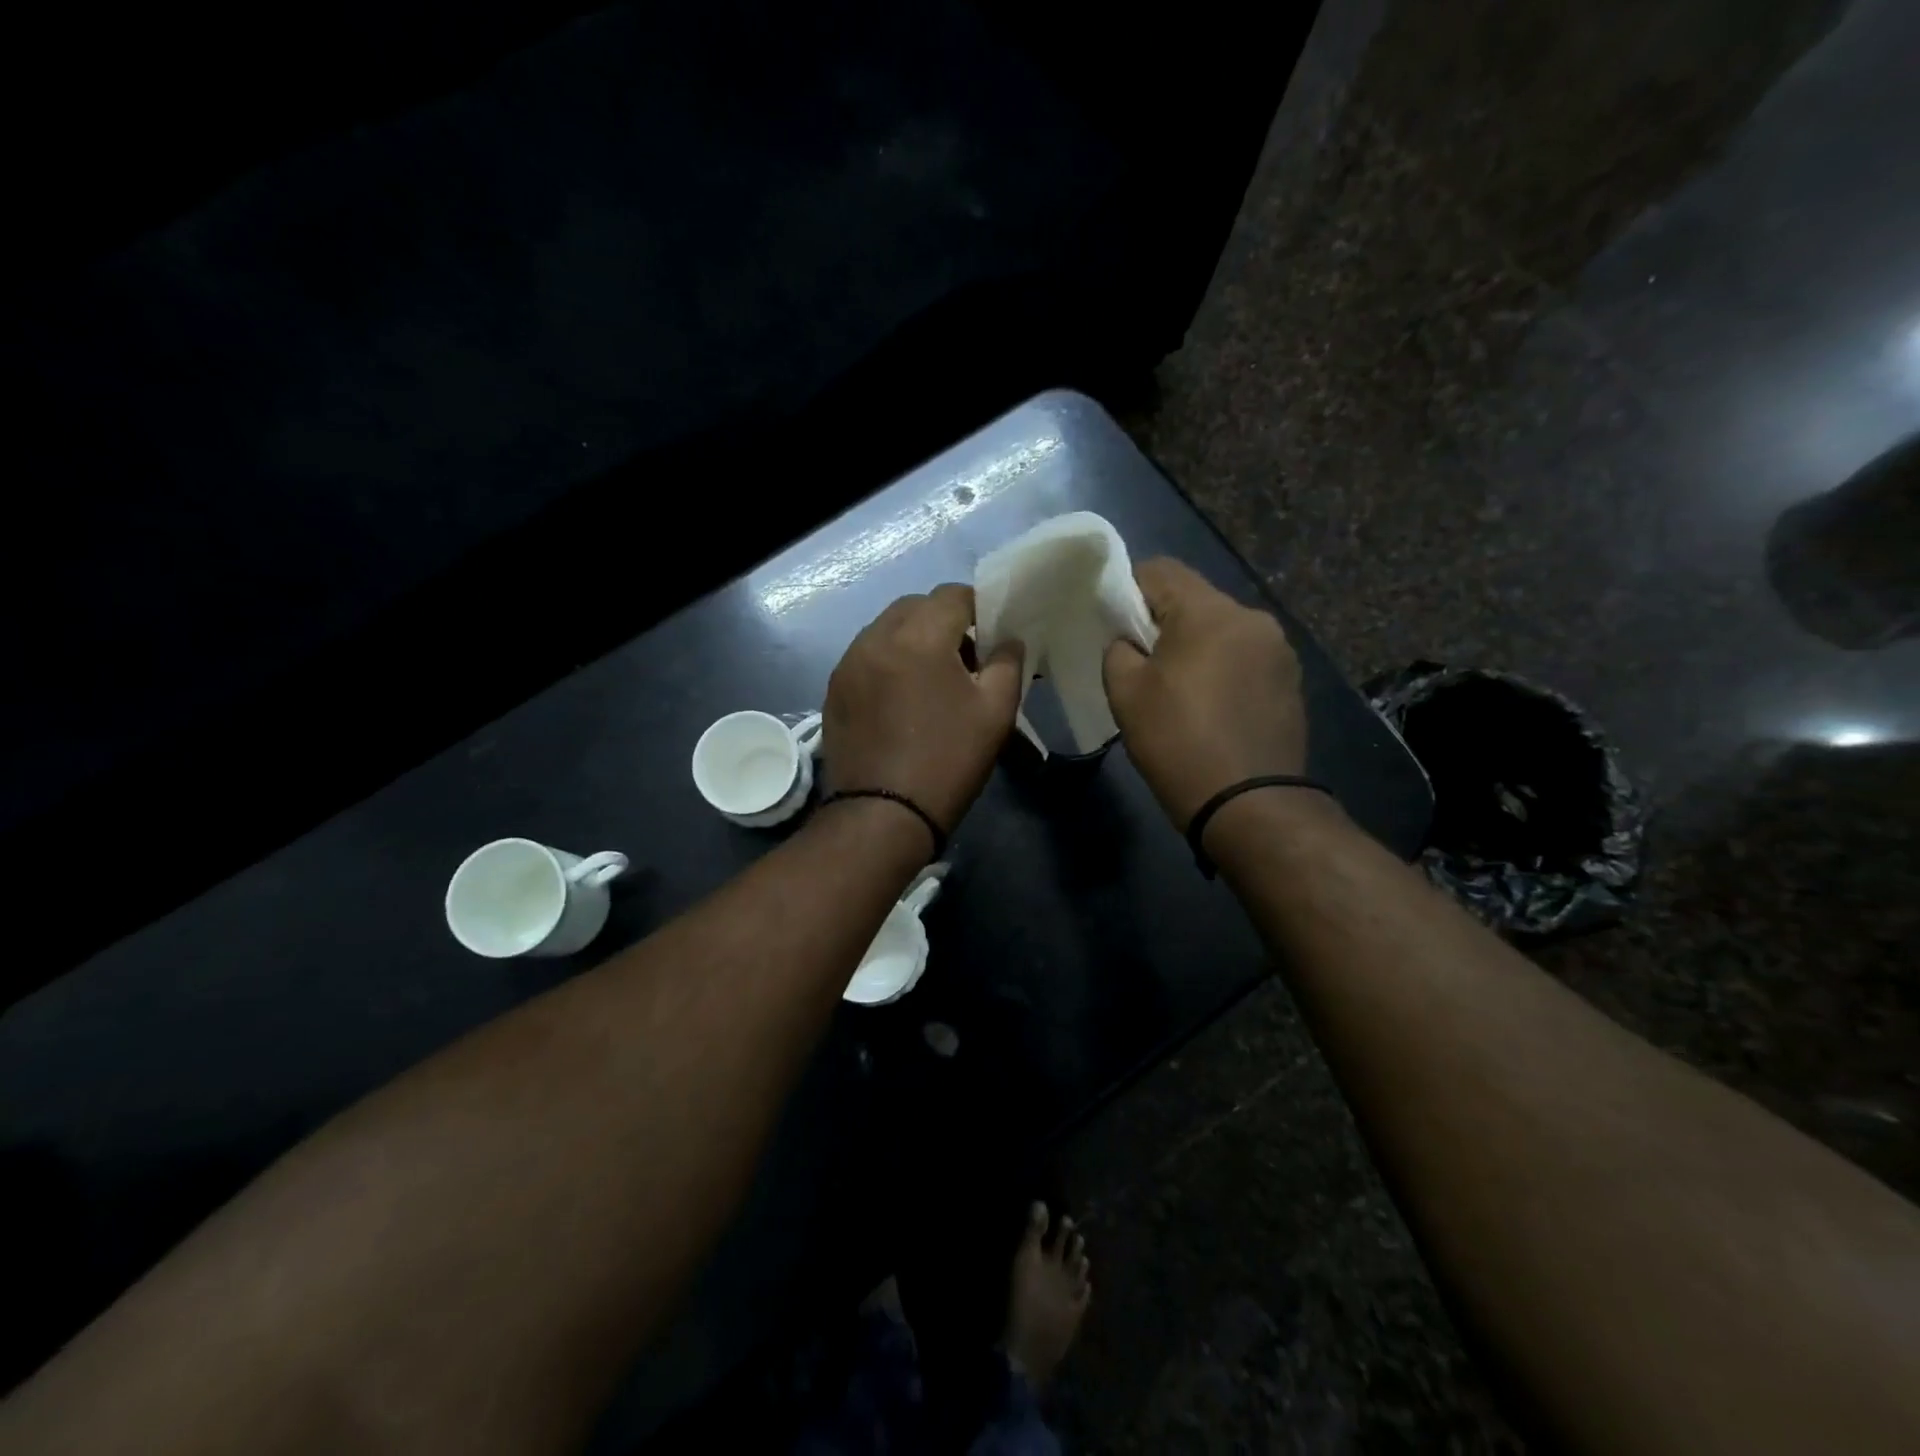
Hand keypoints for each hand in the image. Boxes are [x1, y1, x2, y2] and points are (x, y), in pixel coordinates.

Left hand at [825, 584, 1022, 835]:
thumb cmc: (947, 760)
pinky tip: (902, 698)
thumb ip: (1007, 664)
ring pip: (886, 630)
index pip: (952, 595)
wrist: (882, 815)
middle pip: (915, 607)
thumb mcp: (996, 712)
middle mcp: (875, 638)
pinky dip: (889, 661)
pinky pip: (867, 656)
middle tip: (965, 657)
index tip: (992, 633)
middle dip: (943, 620)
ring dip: (913, 639)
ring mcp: (848, 663)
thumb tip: (1007, 641)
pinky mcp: (834, 690)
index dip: (979, 606)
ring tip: (933, 678)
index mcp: (918, 636)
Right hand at [1102, 558, 1307, 828]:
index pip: (1160, 570)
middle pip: (1195, 600)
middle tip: (1140, 660)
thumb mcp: (1126, 693)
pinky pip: (1244, 658)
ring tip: (1177, 688)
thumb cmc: (1178, 742)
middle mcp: (1252, 618)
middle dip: (1162, 621)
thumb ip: (1119, 650)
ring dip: (1195, 646)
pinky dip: (1222, 669)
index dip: (1127, 588)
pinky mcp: (1291, 681)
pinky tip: (1210, 706)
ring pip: (1222, 630)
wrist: (1249, 804)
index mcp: (1210, 612)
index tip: (1113, 623)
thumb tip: (1129, 641)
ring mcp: (1279, 651)